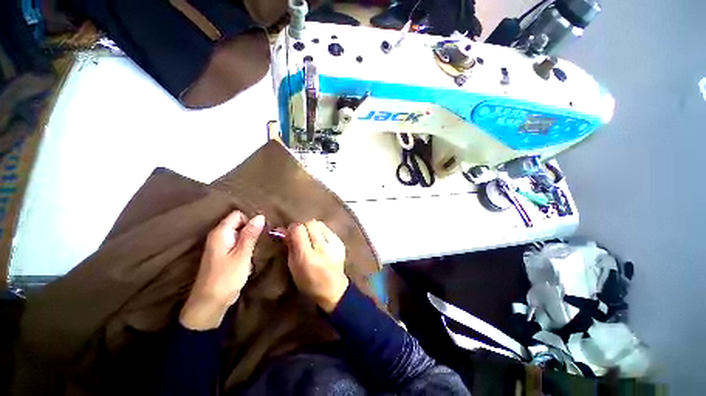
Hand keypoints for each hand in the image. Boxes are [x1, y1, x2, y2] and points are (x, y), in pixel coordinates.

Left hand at [180, 211, 264, 329]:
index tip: (261, 231)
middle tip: (261, 240)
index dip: (251, 220)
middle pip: (239, 223)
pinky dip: (246, 246)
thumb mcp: (242, 255)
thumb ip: (250, 234)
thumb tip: (260, 216)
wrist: (210, 303)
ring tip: (258, 247)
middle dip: (252, 229)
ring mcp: (221, 246)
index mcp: (220, 233)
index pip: (238, 215)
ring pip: (240, 233)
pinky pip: (238, 243)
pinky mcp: (224, 255)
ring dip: (250, 238)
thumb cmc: (226, 278)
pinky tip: (251, 254)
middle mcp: (218, 236)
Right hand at [286, 220, 348, 312]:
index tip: (290, 234)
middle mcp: (322, 248)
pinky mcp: (340, 242)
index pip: (299, 229)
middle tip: (300, 236)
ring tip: (311, 238)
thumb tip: (282, 229)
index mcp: (307, 256)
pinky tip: (320, 242)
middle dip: (303, 227)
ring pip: (319, 223)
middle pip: (310, 223)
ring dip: (312, 228)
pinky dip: (321, 232)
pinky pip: (328, 229)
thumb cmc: (308, 281)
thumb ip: (289, 245)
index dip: (293, 229)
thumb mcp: (293, 266)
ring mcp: (334, 244)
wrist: (332, 288)